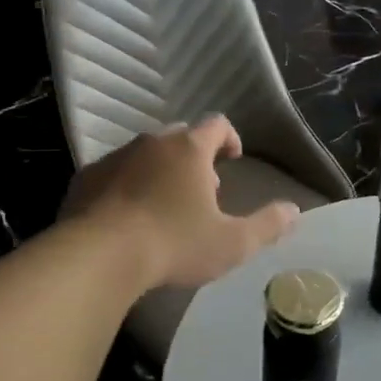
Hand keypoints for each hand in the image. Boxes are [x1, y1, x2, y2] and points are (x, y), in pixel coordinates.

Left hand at [60, 115, 300, 291]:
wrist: (98, 256)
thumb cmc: (174, 244)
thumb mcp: (232, 242)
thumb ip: (267, 225)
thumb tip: (294, 211)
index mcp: (189, 149)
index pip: (217, 124)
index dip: (230, 139)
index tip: (233, 160)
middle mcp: (151, 142)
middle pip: (180, 137)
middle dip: (195, 157)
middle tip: (203, 190)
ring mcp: (115, 157)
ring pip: (145, 154)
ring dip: (160, 171)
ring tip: (164, 207)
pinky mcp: (85, 178)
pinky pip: (114, 173)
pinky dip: (127, 186)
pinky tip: (128, 218)